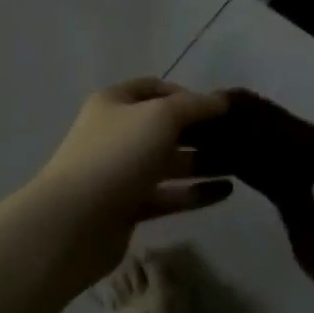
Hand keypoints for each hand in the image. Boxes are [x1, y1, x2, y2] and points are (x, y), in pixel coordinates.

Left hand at [20, 79, 231, 288]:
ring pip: (170, 162)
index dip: (187, 94)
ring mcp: (121, 172)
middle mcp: (117, 133)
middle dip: (201, 130)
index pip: (156, 88)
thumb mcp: (161, 117)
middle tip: (238, 137)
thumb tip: (223, 100)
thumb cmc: (117, 155)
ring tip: (242, 164)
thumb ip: (196, 106)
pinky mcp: (128, 207)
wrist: (72, 224)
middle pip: (166, 126)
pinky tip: (227, 191)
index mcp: (115, 103)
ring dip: (204, 162)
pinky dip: (195, 193)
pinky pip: (169, 195)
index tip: (218, 108)